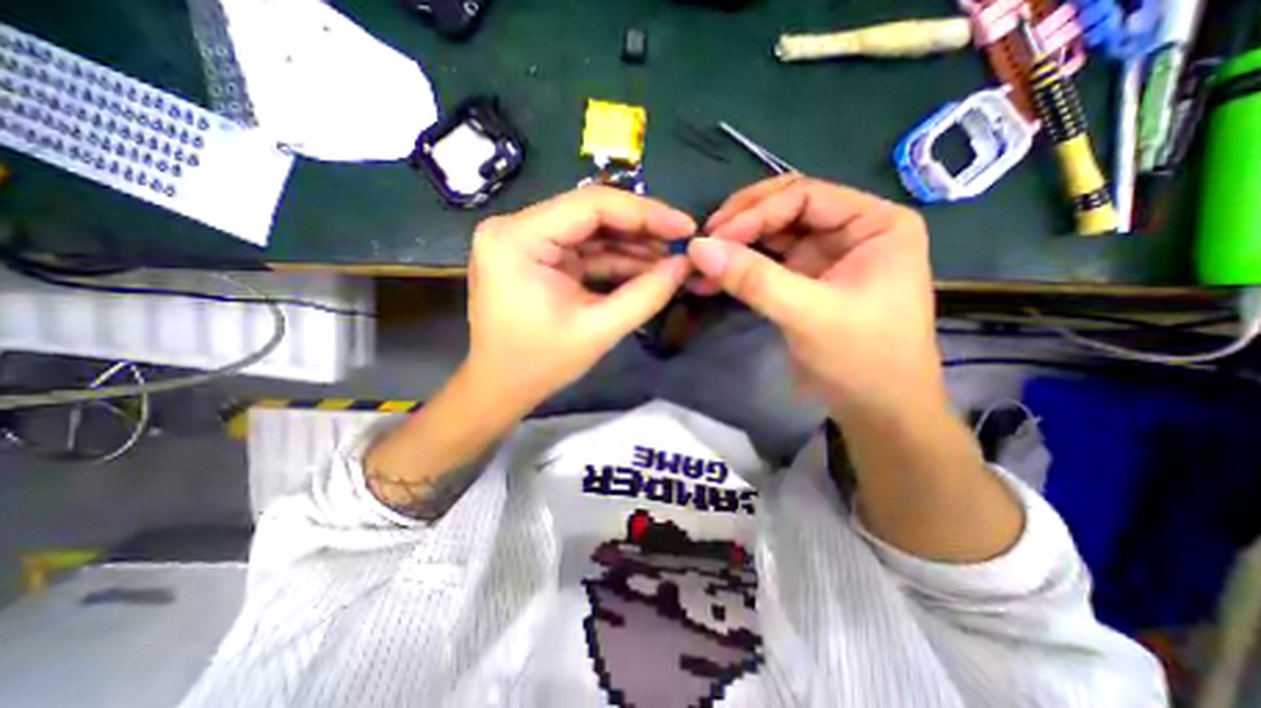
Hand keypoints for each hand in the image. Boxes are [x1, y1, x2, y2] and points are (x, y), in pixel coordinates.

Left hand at [468, 185, 693, 412]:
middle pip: (591, 214)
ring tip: (671, 258)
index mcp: (518, 239)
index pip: (591, 205)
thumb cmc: (540, 364)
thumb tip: (685, 265)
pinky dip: (615, 259)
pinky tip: (647, 267)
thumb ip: (646, 295)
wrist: (501, 388)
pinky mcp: (537, 256)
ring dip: (632, 245)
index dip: (645, 213)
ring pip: (591, 231)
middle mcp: (516, 228)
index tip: (685, 226)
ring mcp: (525, 240)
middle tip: (682, 242)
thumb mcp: (599, 331)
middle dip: (641, 229)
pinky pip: (583, 250)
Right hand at [690, 173, 944, 421]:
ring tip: (700, 262)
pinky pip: (766, 263)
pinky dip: (739, 269)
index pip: (804, 196)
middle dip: (742, 224)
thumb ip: (753, 279)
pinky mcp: (805, 280)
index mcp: (875, 223)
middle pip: (785, 209)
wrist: (877, 411)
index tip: (714, 238)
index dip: (755, 213)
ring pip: (771, 236)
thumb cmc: (862, 360)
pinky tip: (712, 278)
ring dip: (735, 247)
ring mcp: (825, 256)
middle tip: (704, 243)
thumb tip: (698, 248)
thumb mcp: (808, 315)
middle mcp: (851, 230)